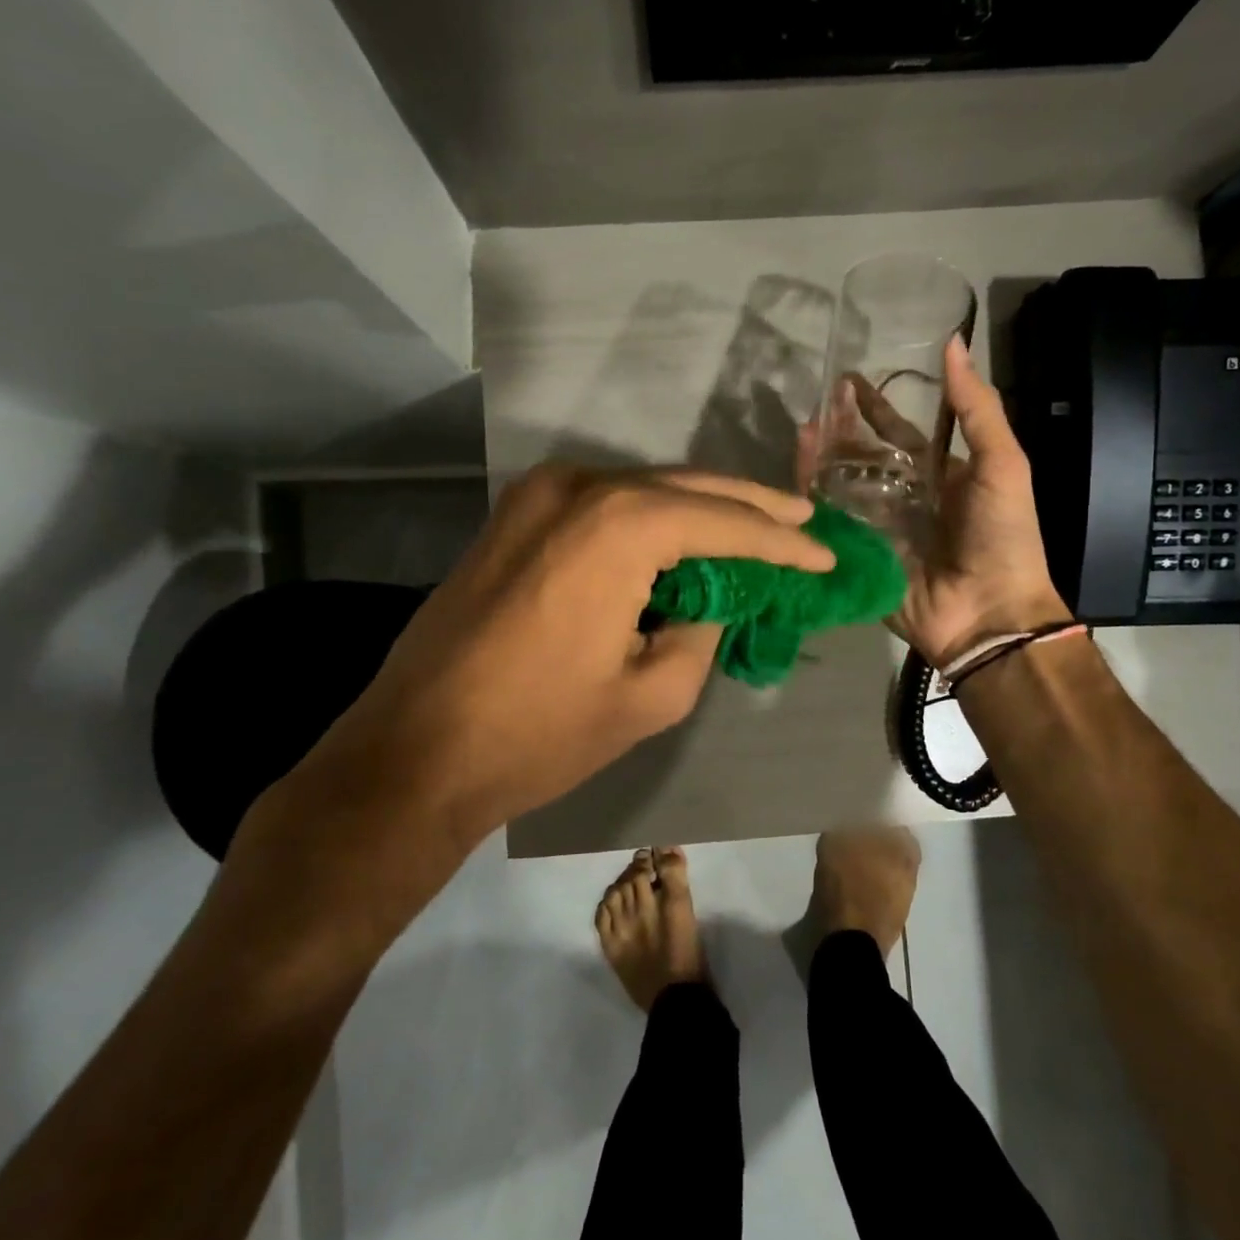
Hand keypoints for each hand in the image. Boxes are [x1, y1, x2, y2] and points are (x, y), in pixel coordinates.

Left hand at [223, 466, 833, 954]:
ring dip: (701, 508)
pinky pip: (604, 504)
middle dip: (750, 507)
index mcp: (618, 525)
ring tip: (757, 525)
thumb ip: (702, 630)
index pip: (725, 524)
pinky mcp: (515, 516)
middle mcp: (578, 488)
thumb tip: (712, 600)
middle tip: (802, 521)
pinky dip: (651, 518)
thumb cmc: (539, 731)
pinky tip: (684, 538)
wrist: (415, 751)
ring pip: (644, 488)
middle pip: (687, 487)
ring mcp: (538, 495)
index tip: (825, 556)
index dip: (782, 543)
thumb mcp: (652, 693)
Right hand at [802, 336, 1068, 667]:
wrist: (989, 612)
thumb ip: (977, 409)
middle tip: (815, 406)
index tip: (847, 381)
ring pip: (842, 487)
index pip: (899, 434)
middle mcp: (904, 498)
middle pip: (862, 458)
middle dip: (839, 432)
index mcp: (938, 476)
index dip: (874, 408)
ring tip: (802, 432)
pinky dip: (812, 501)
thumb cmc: (1002, 536)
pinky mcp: (858, 557)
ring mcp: (878, 529)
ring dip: (821, 460)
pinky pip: (831, 524)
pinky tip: (796, 476)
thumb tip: (953, 344)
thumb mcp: (1002, 464)